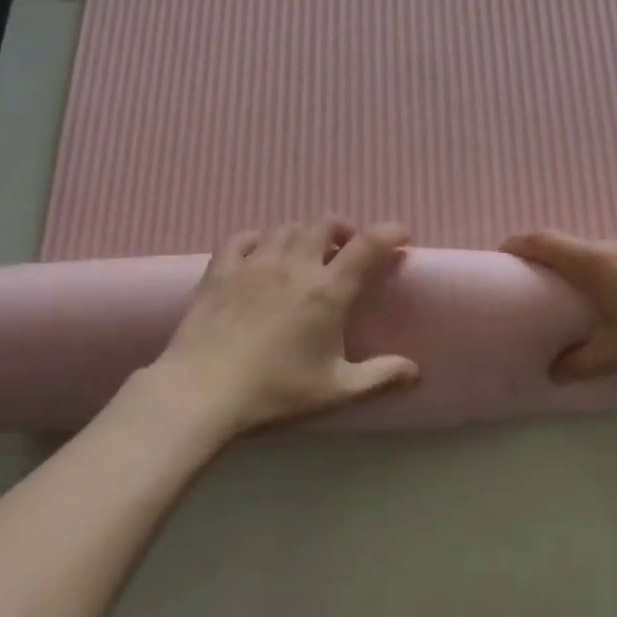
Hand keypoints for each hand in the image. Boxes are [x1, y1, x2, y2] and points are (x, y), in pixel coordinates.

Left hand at [146, 219, 419, 433]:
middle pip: (324, 224)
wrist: (201, 393)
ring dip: (305, 233)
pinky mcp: (220, 270)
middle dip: (344, 229)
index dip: (390, 232)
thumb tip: (415, 370)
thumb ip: (380, 376)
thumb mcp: (337, 391)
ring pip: (286, 227)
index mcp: (328, 291)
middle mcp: (294, 266)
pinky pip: (244, 237)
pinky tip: (263, 251)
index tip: (402, 235)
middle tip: (349, 249)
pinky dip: (261, 237)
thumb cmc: (275, 392)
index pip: (368, 245)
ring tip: (309, 252)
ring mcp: (254, 264)